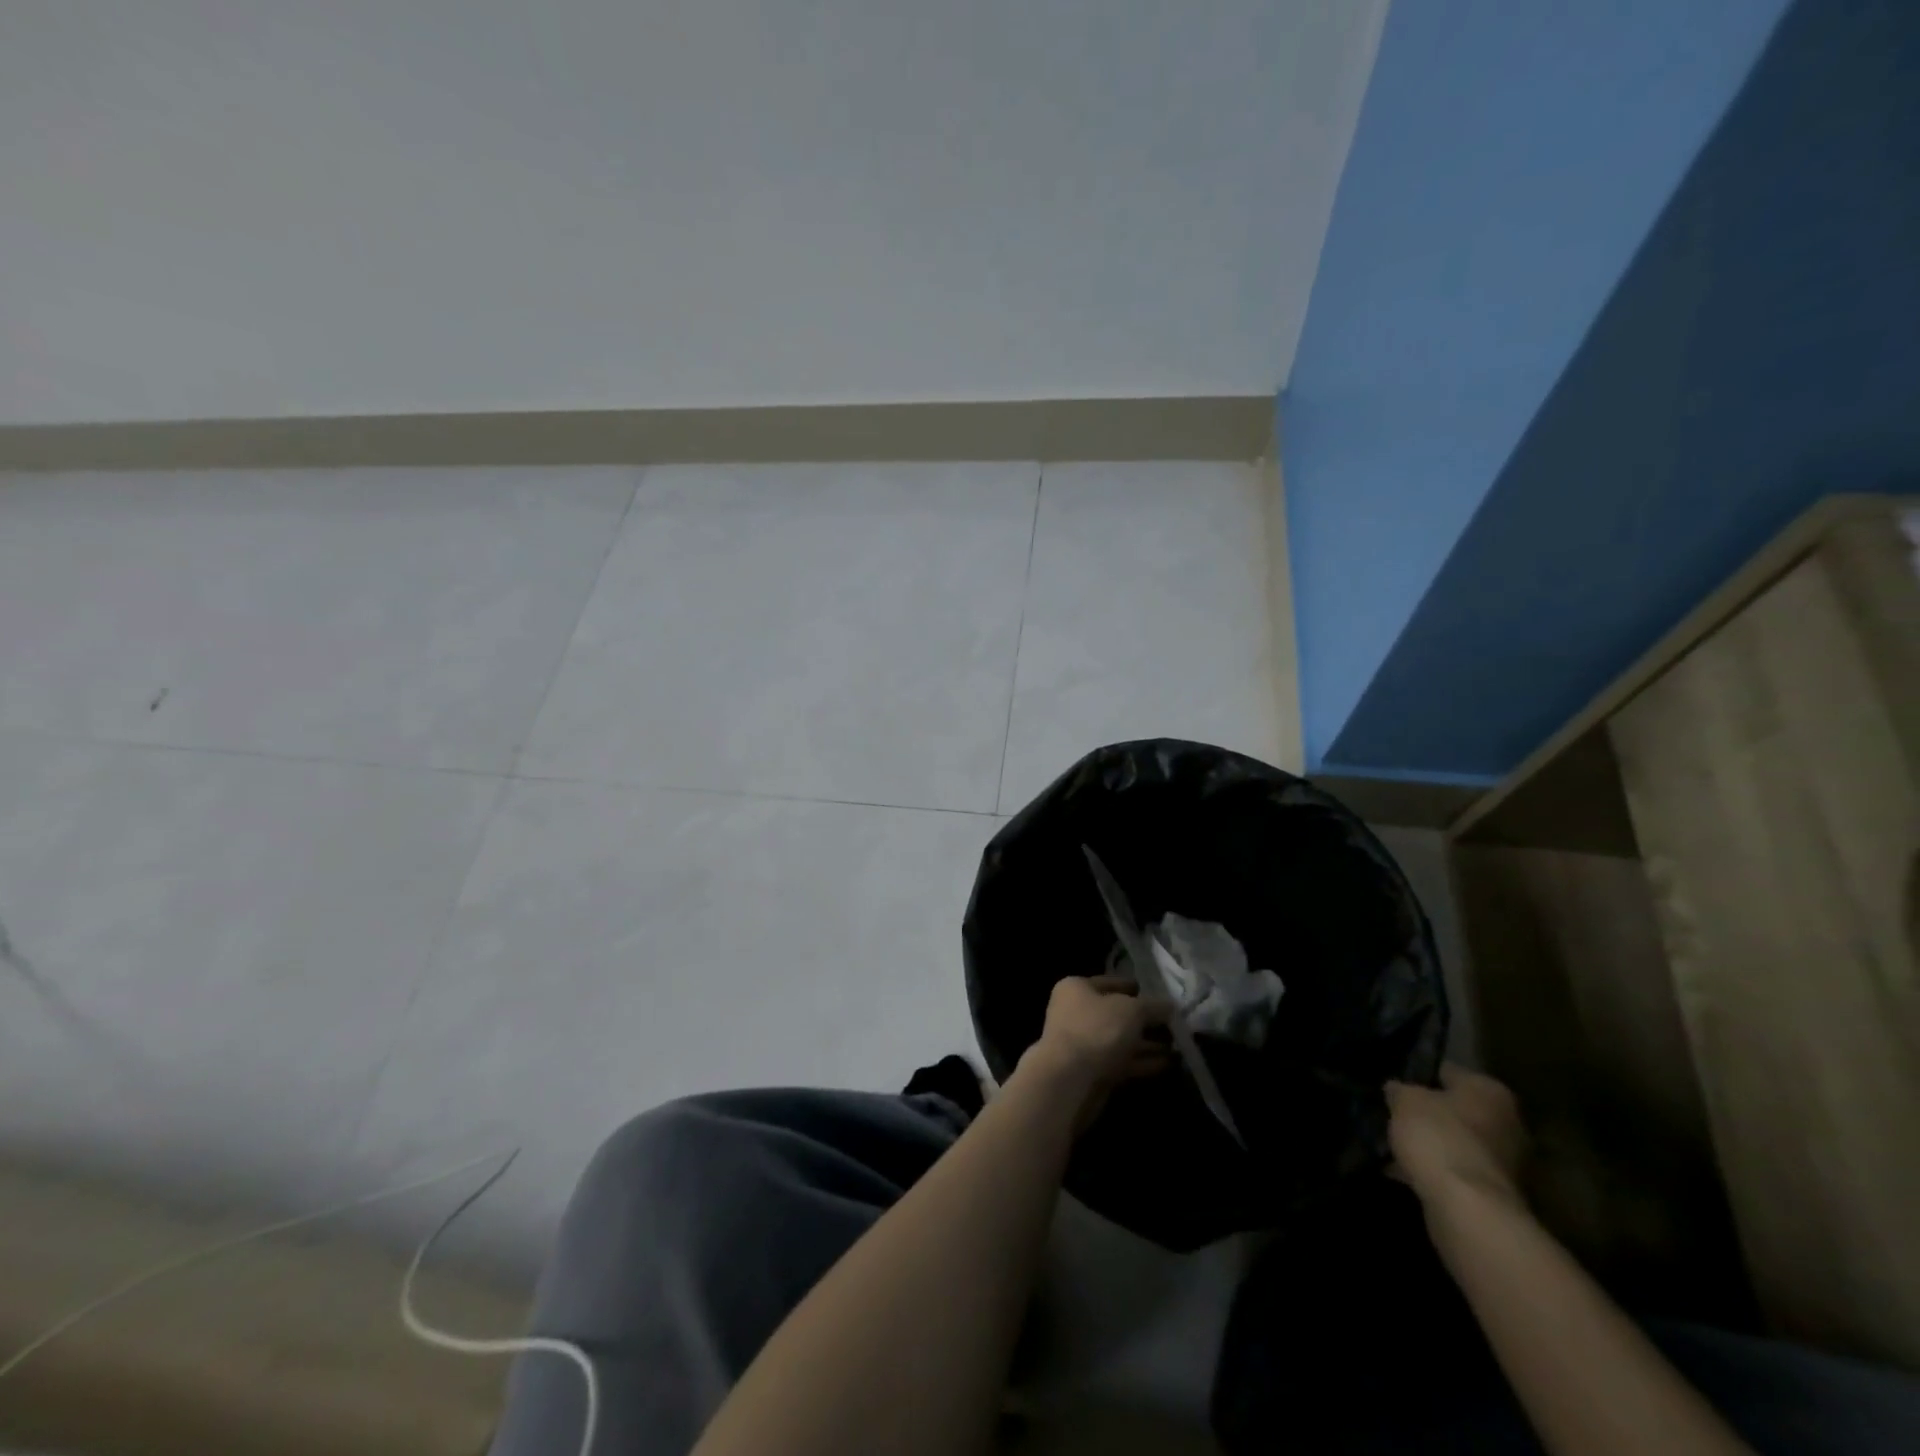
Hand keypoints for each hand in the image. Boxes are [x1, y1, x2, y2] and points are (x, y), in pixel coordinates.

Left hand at [1021, 975, 1172, 1131]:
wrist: (1069, 1080)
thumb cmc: (1097, 1030)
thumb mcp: (1132, 1010)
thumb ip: (1153, 1006)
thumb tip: (1170, 1006)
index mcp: (1076, 988)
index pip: (1109, 982)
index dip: (1133, 987)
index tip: (1156, 994)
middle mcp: (1075, 1013)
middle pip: (1116, 1013)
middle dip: (1144, 1020)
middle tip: (1173, 1024)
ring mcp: (1082, 1044)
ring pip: (1120, 1039)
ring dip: (1146, 1043)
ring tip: (1177, 1046)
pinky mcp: (1091, 1071)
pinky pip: (1120, 1061)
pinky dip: (1141, 1061)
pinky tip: (1167, 1064)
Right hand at [1386, 1064, 1526, 1215]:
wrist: (1468, 1209)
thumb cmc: (1439, 1137)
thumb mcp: (1404, 1100)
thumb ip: (1400, 1090)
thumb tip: (1397, 1089)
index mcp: (1490, 1090)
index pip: (1446, 1071)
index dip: (1417, 1074)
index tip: (1393, 1082)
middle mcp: (1507, 1122)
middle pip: (1456, 1109)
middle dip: (1427, 1113)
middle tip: (1393, 1114)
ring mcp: (1506, 1162)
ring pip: (1455, 1141)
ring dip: (1430, 1143)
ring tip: (1394, 1144)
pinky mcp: (1494, 1192)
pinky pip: (1455, 1170)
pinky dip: (1434, 1169)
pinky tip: (1404, 1171)